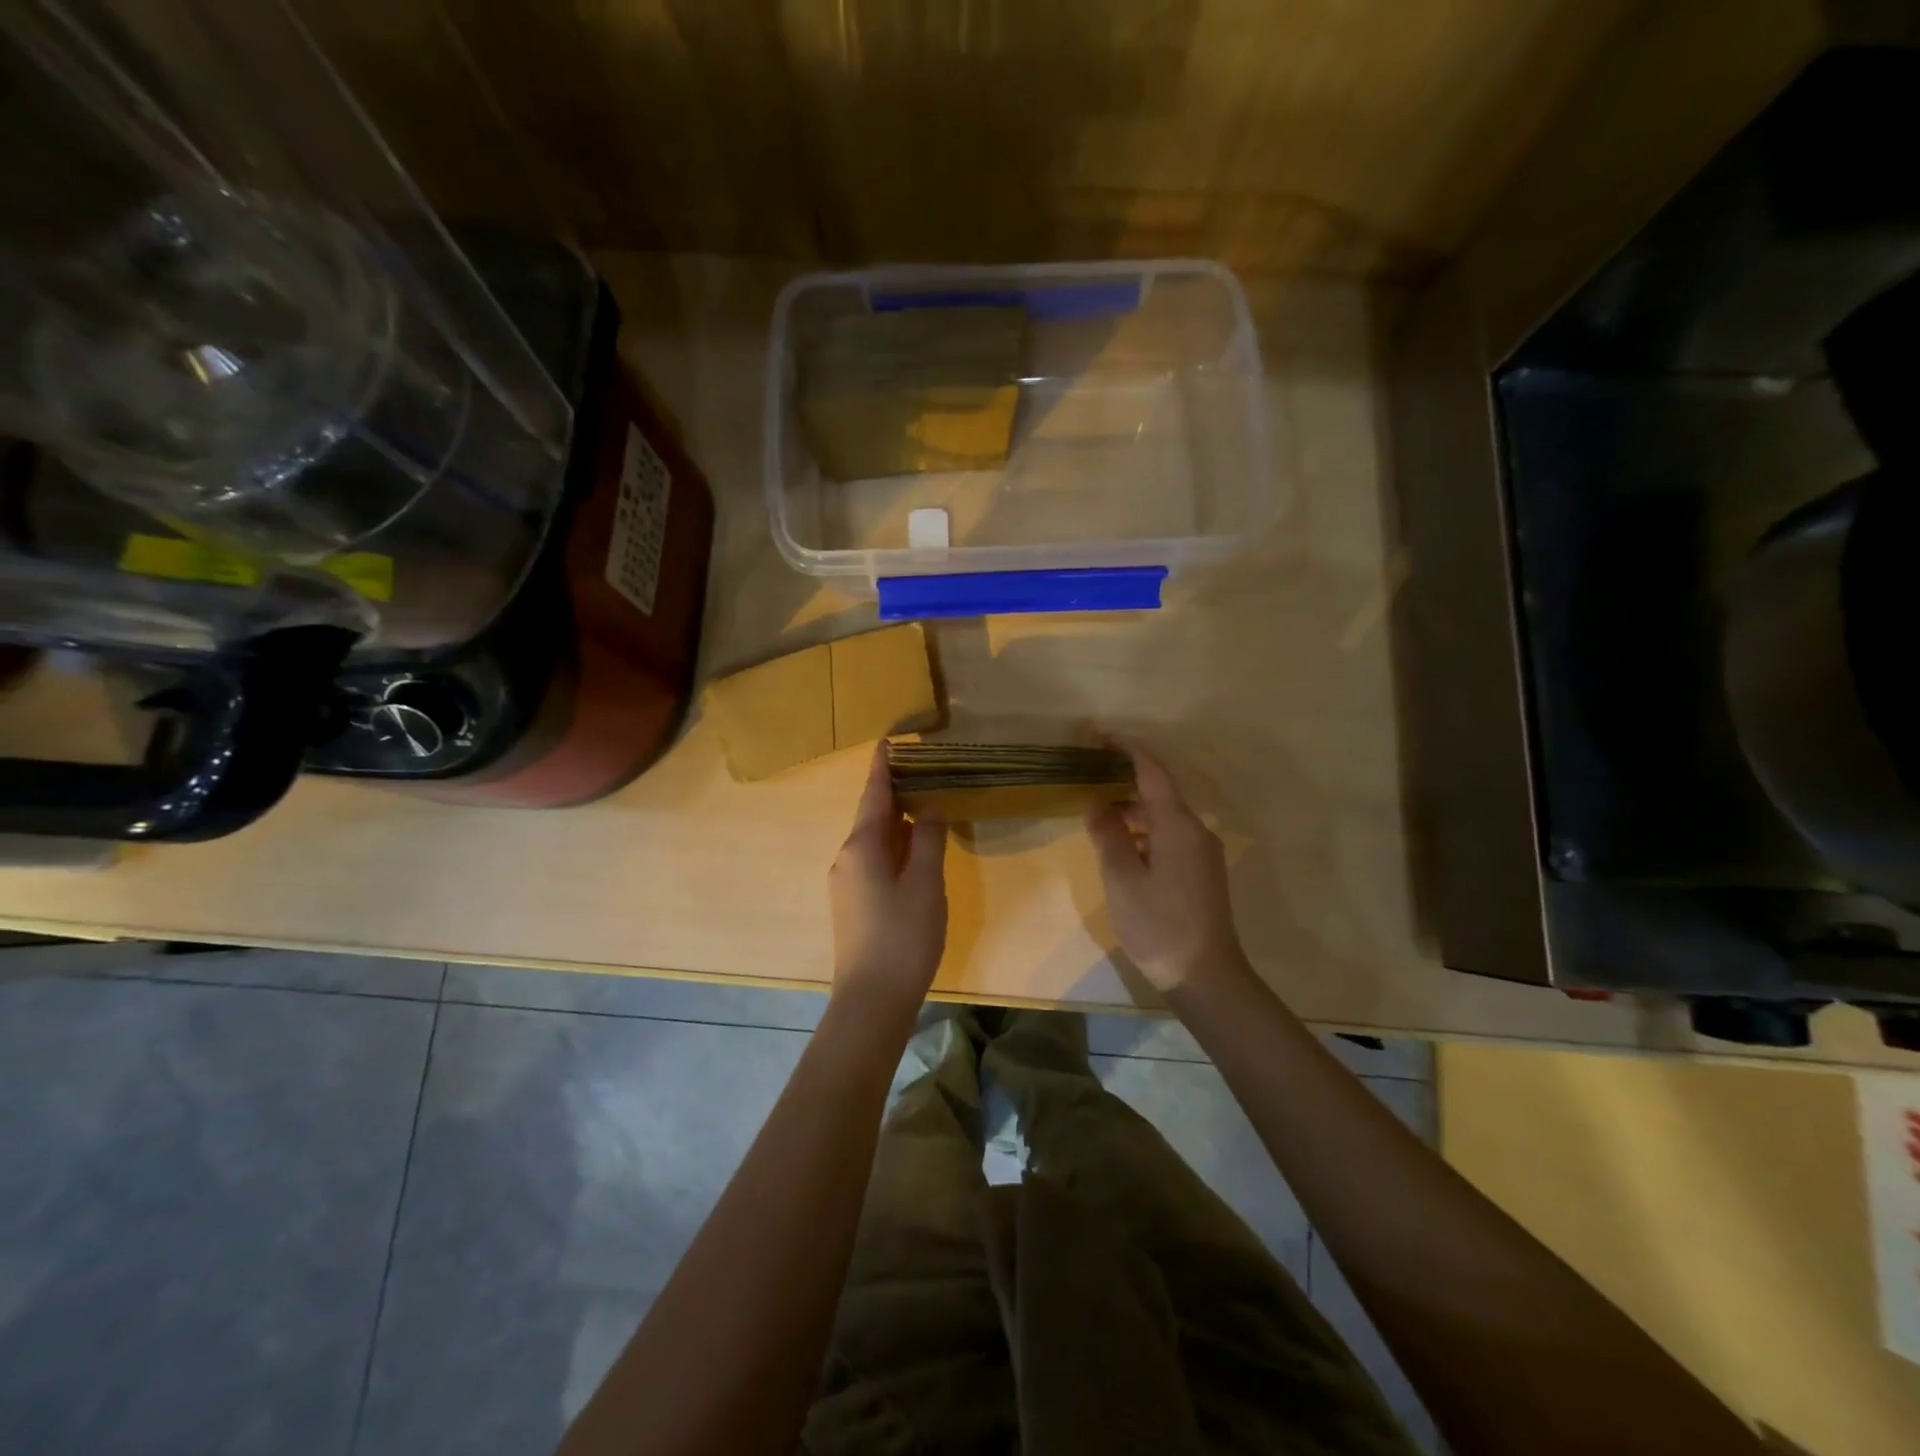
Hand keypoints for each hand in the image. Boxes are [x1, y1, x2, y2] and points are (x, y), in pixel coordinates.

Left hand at [829, 743, 947, 1015]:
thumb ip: (928, 840)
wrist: (871, 1000)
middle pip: (872, 816)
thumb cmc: (903, 936)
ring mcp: (846, 883)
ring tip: (923, 805)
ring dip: (896, 822)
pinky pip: (873, 861)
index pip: (875, 795)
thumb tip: (929, 809)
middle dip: (894, 793)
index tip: (888, 742)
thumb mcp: (926, 883)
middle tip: (922, 772)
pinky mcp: (852, 904)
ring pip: (874, 840)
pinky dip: (894, 847)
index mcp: (862, 845)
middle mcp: (847, 857)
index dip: (883, 768)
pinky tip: (913, 852)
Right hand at [1085, 745, 1252, 994]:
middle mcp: (1195, 831)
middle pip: (1160, 791)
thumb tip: (1096, 804)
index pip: (1153, 771)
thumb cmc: (1159, 925)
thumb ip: (1107, 835)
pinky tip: (1122, 844)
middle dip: (1126, 776)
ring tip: (1097, 809)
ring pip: (1164, 815)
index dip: (1127, 749)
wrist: (1206, 975)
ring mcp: (1202, 853)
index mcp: (1178, 826)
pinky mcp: (1201, 872)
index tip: (1099, 736)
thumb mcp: (1122, 879)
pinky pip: (1170, 835)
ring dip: (1133, 806)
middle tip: (1089, 773)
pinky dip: (1144, 829)